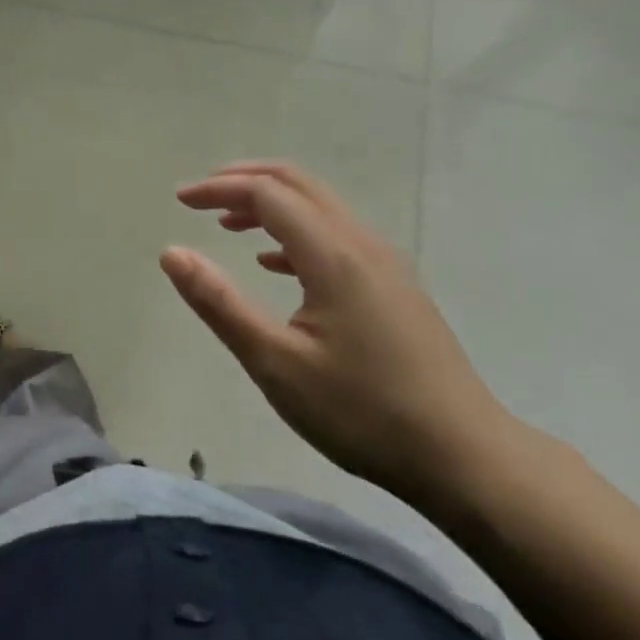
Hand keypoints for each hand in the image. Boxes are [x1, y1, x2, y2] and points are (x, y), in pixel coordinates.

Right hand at [160, 160, 519, 510]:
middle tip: (200, 197)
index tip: (180, 200)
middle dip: (244, 181)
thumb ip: (219, 303)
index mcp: (333, 255)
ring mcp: (386, 264)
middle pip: (297, 184)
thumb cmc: (362, 412)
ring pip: (319, 207)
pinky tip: (273, 264)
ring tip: (226, 224)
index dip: (219, 188)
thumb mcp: (275, 363)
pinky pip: (336, 235)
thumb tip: (172, 253)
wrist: (466, 458)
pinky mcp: (395, 287)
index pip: (267, 194)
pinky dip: (295, 232)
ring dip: (270, 204)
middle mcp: (362, 244)